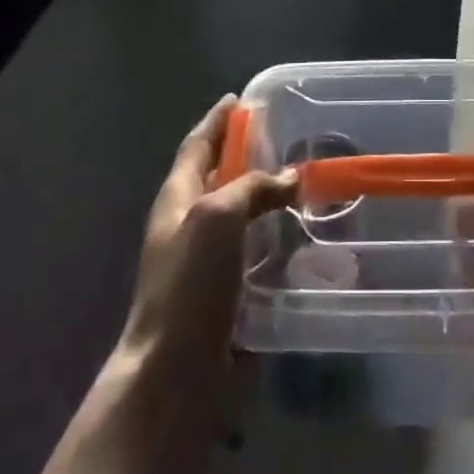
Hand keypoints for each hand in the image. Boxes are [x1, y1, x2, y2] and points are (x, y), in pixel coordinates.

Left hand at [117, 95, 296, 376]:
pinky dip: (273, 234)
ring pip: (237, 213)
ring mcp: (203, 262)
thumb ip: (253, 187)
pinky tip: (300, 235)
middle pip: (216, 176)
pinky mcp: (223, 293)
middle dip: (243, 153)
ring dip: (263, 194)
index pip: (197, 145)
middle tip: (282, 136)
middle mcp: (187, 224)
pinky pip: (251, 250)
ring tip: (300, 180)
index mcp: (177, 198)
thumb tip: (290, 177)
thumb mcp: (218, 216)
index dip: (217, 121)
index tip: (239, 99)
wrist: (173, 374)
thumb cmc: (189, 284)